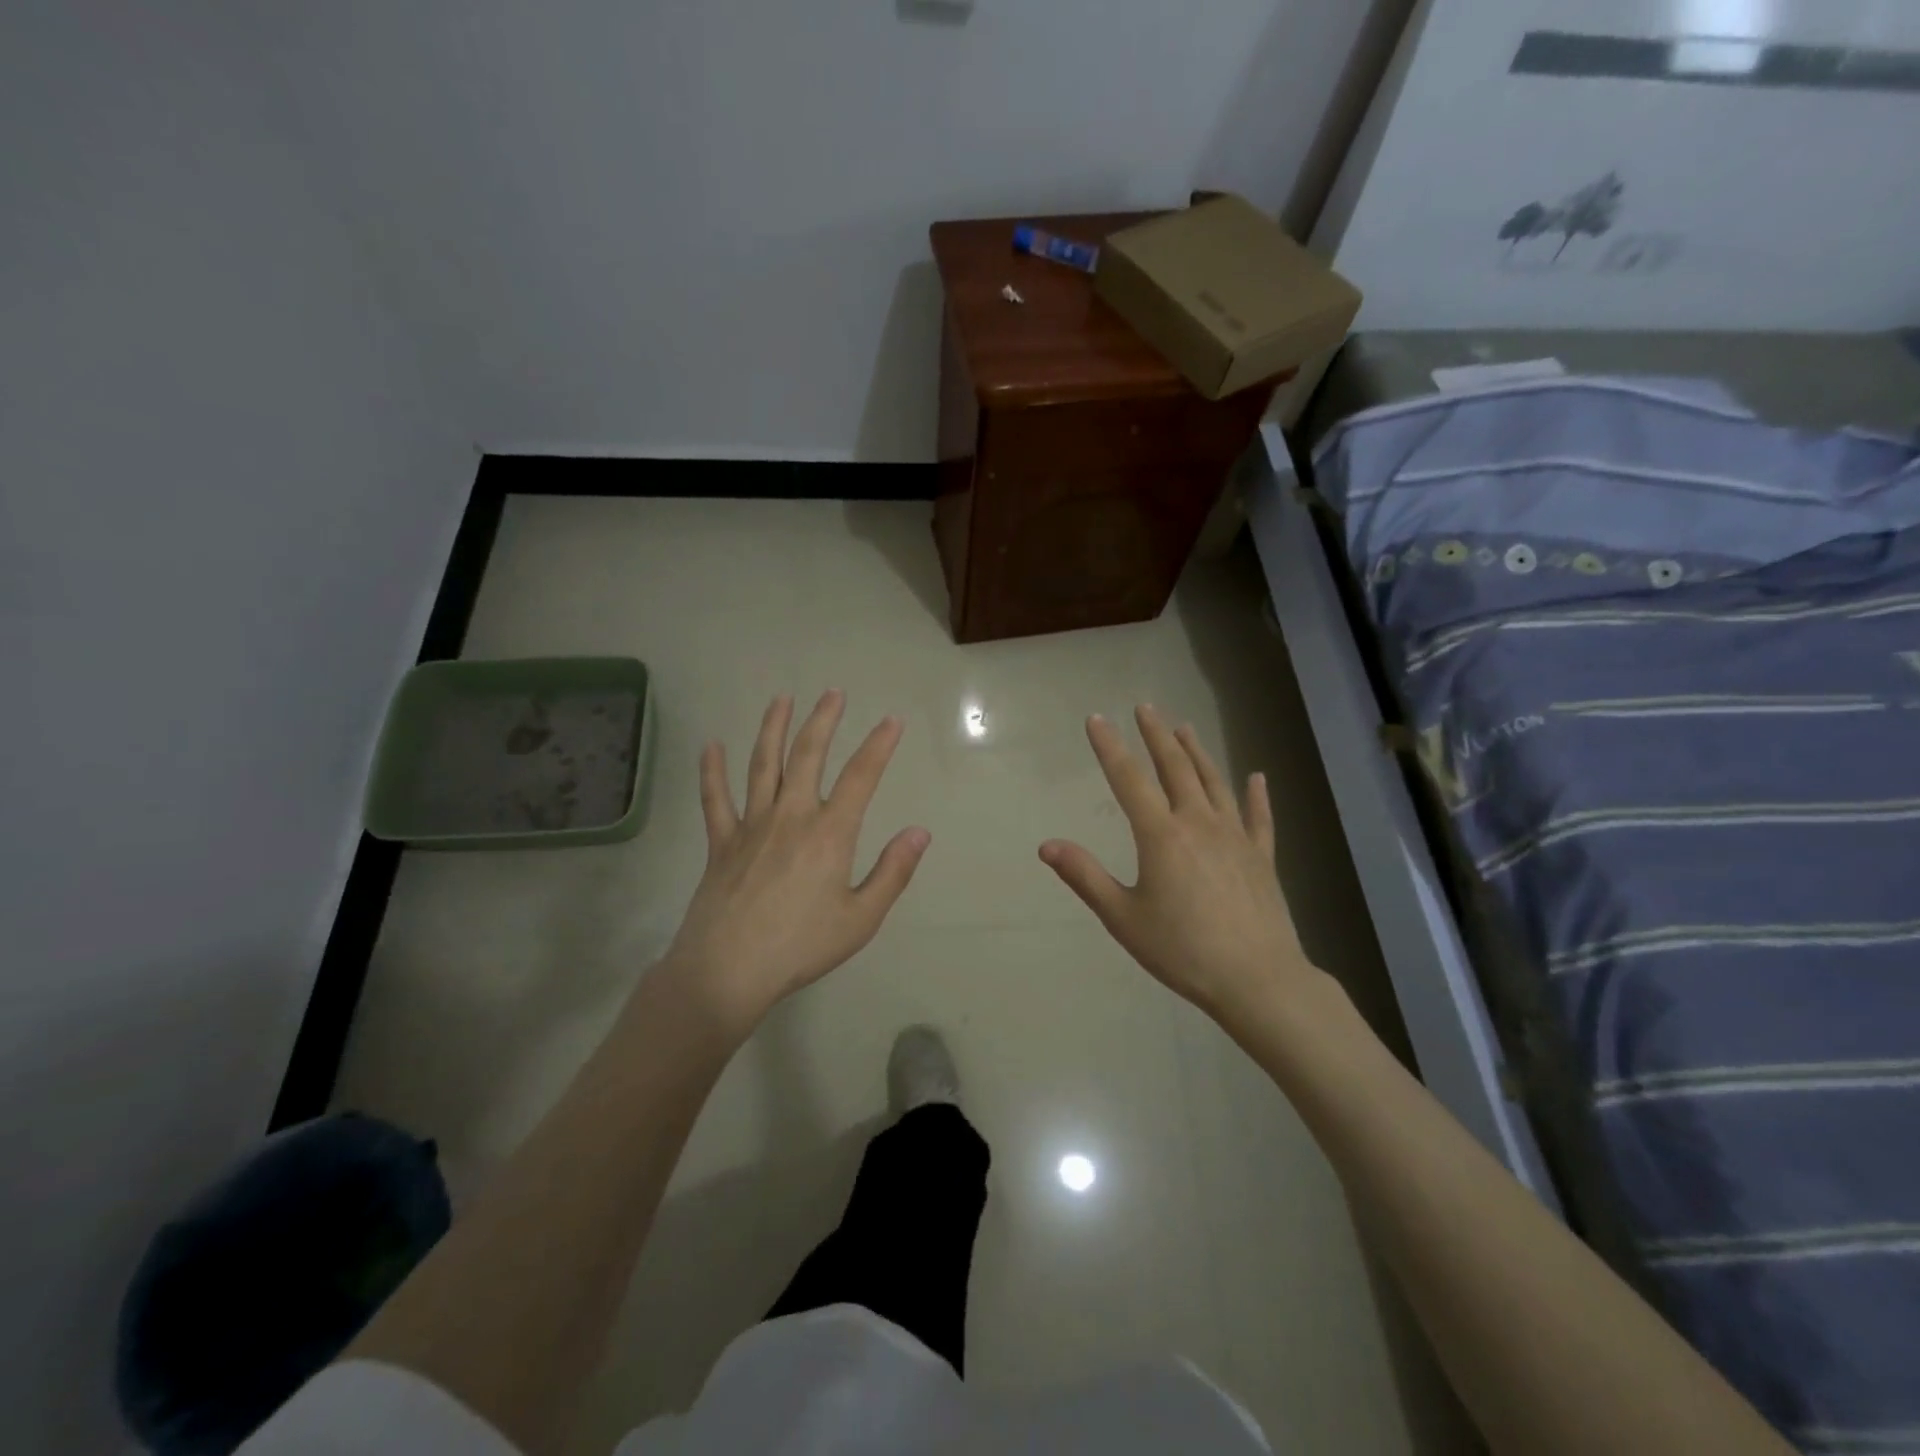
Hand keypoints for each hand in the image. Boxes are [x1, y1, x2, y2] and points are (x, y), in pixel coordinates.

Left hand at [660, 691, 930, 1038]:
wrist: (728, 970)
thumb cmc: (801, 947)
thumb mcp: (861, 918)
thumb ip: (892, 872)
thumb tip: (919, 832)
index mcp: (829, 833)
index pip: (861, 777)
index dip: (879, 745)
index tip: (891, 721)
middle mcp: (790, 816)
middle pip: (807, 756)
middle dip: (823, 721)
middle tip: (833, 693)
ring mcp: (751, 825)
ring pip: (762, 765)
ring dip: (773, 728)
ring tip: (781, 700)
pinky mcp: (720, 842)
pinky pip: (715, 798)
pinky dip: (712, 771)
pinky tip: (711, 746)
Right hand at [1039, 705, 1311, 1026]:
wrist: (1257, 979)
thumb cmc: (1182, 950)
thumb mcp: (1122, 917)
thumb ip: (1085, 876)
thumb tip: (1046, 845)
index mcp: (1161, 835)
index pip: (1129, 780)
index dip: (1110, 747)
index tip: (1097, 720)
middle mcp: (1198, 823)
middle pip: (1176, 768)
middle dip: (1157, 735)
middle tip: (1145, 708)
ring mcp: (1235, 837)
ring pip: (1214, 782)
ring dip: (1197, 753)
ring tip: (1184, 728)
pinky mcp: (1262, 856)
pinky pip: (1259, 817)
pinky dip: (1257, 795)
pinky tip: (1257, 777)